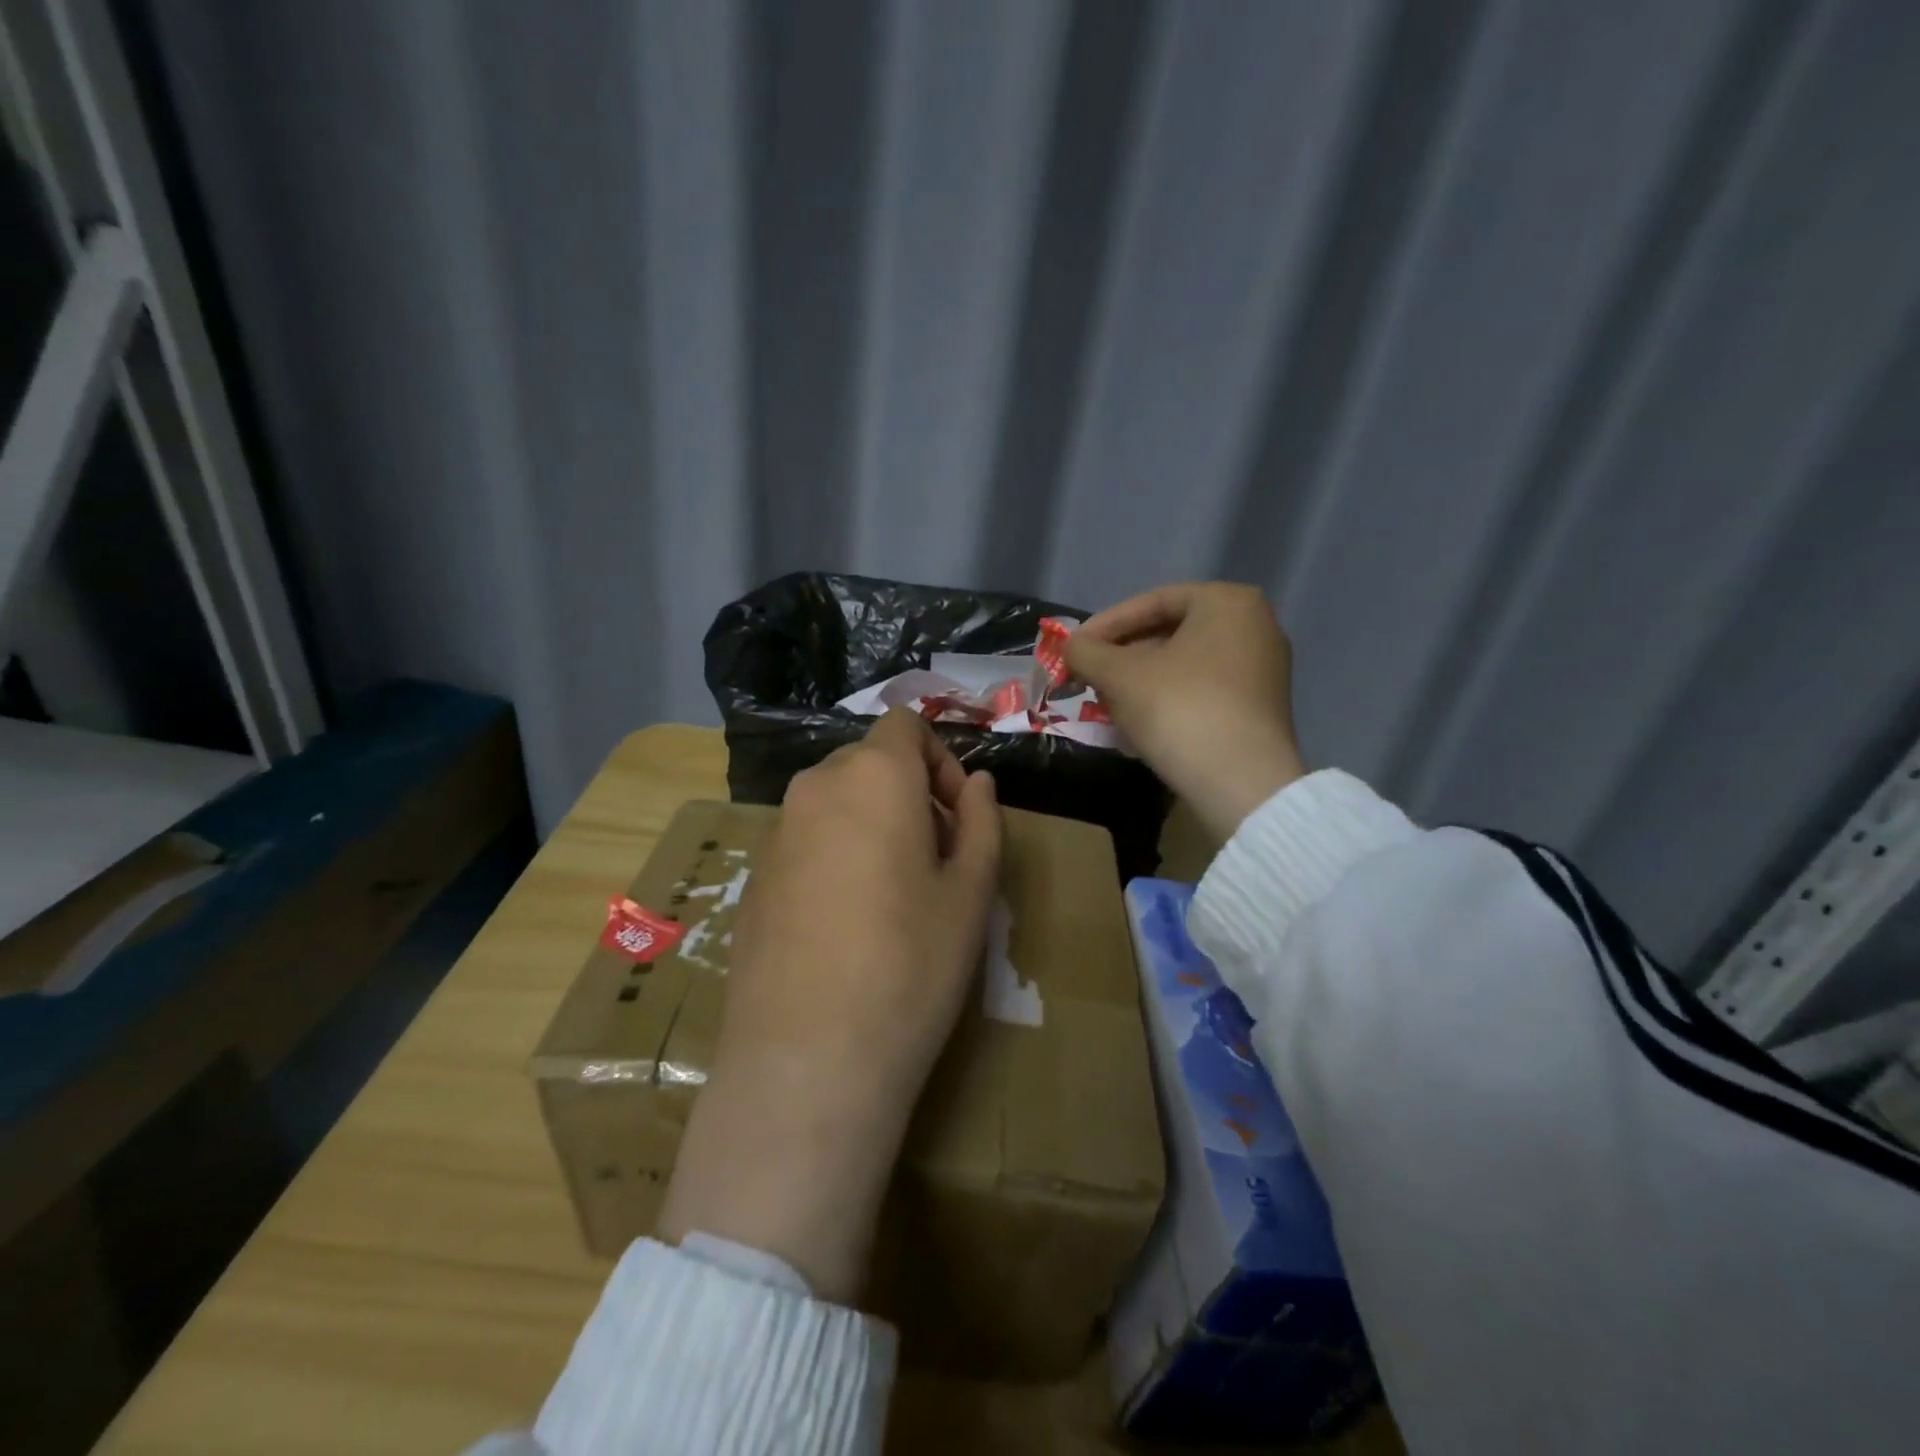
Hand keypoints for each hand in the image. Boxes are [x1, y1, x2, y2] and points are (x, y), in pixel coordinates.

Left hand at [656, 709, 1001, 1302]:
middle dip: (910, 793)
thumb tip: (976, 783)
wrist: (808, 1058)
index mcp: (872, 775)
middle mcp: (814, 789)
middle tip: (937, 859)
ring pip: (836, 803)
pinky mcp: (754, 879)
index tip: (957, 817)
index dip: (940, 759)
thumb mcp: (971, 891)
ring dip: (873, 824)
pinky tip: (848, 924)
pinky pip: (806, 842)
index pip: (905, 725)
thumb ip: (982, 821)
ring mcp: (775, 834)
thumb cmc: (910, 963)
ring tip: (895, 896)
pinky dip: (836, 854)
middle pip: (869, 762)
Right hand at [1065, 583, 1305, 841]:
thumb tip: (1070, 647)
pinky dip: (1166, 700)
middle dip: (1121, 657)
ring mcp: (1262, 670)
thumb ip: (1087, 652)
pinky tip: (1137, 725)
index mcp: (1228, 602)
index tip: (1074, 649)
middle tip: (1087, 677)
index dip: (1104, 625)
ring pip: (1183, 666)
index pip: (1152, 602)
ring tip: (1105, 703)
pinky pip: (1202, 691)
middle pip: (1169, 633)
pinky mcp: (1259, 709)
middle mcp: (1255, 626)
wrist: (1241, 784)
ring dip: (1139, 682)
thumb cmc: (1180, 709)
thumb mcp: (1120, 675)